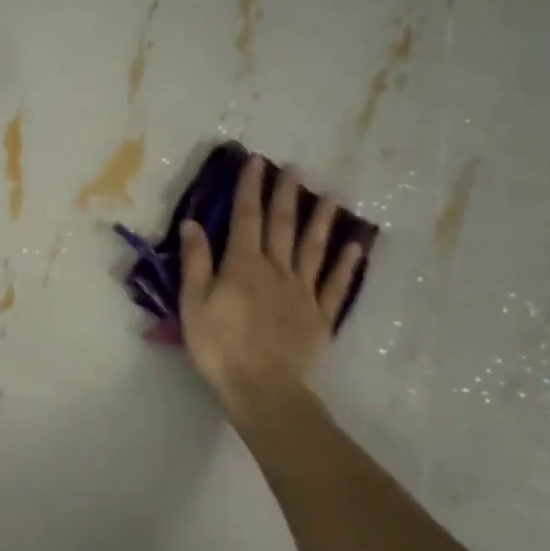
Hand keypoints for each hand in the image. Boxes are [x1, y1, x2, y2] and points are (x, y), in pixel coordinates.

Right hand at [178, 155, 363, 430]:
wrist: (263, 389)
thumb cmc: (219, 347)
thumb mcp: (194, 304)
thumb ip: (196, 262)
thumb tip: (193, 223)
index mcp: (243, 266)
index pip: (245, 218)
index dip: (249, 189)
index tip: (256, 162)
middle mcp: (276, 270)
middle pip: (282, 226)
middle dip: (286, 195)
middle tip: (296, 168)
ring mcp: (303, 292)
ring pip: (313, 248)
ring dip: (321, 220)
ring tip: (332, 195)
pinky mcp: (320, 316)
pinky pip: (335, 285)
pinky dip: (346, 265)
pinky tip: (356, 247)